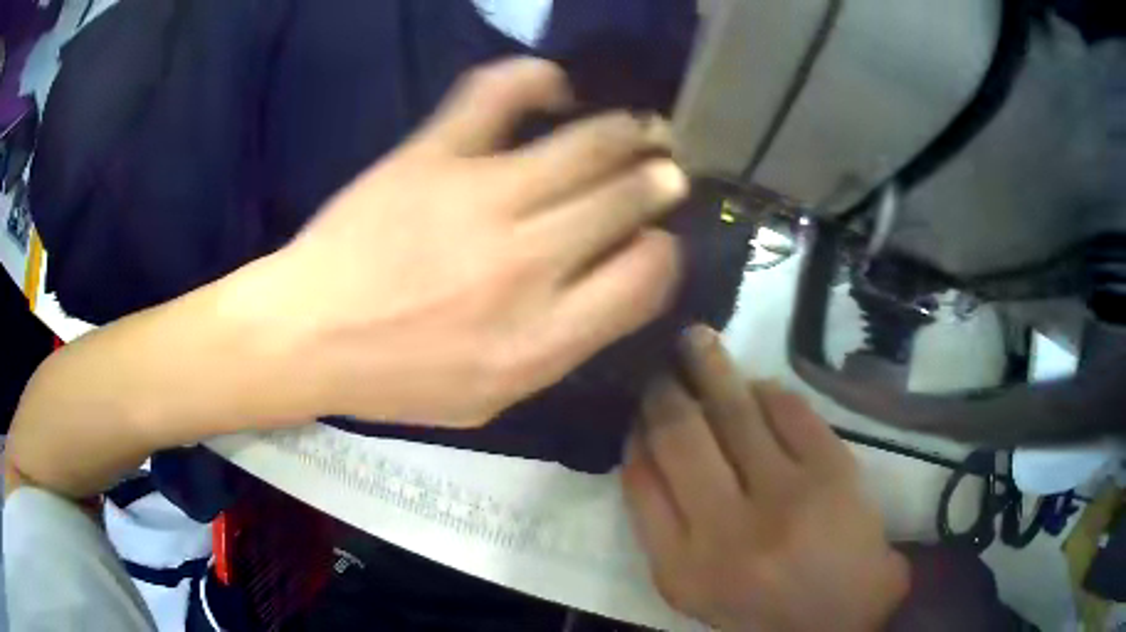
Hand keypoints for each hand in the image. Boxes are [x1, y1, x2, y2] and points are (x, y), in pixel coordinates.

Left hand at [248, 57, 687, 426]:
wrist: (305, 334)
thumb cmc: (394, 379)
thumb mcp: (489, 401)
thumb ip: (558, 349)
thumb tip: (609, 287)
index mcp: (541, 339)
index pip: (645, 277)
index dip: (663, 253)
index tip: (654, 242)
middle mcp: (526, 264)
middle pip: (626, 201)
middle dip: (660, 181)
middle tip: (666, 171)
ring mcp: (479, 199)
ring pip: (587, 145)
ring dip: (631, 132)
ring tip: (644, 128)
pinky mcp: (433, 155)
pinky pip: (499, 94)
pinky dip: (537, 78)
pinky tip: (556, 87)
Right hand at [622, 326, 909, 631]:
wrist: (844, 612)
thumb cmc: (761, 604)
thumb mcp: (692, 589)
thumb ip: (661, 526)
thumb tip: (644, 446)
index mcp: (683, 568)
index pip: (641, 482)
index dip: (635, 432)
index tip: (635, 406)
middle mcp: (728, 533)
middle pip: (681, 437)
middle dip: (664, 390)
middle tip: (659, 362)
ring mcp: (786, 497)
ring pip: (734, 411)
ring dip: (709, 366)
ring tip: (693, 339)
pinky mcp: (832, 471)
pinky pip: (788, 409)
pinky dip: (766, 389)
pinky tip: (755, 384)